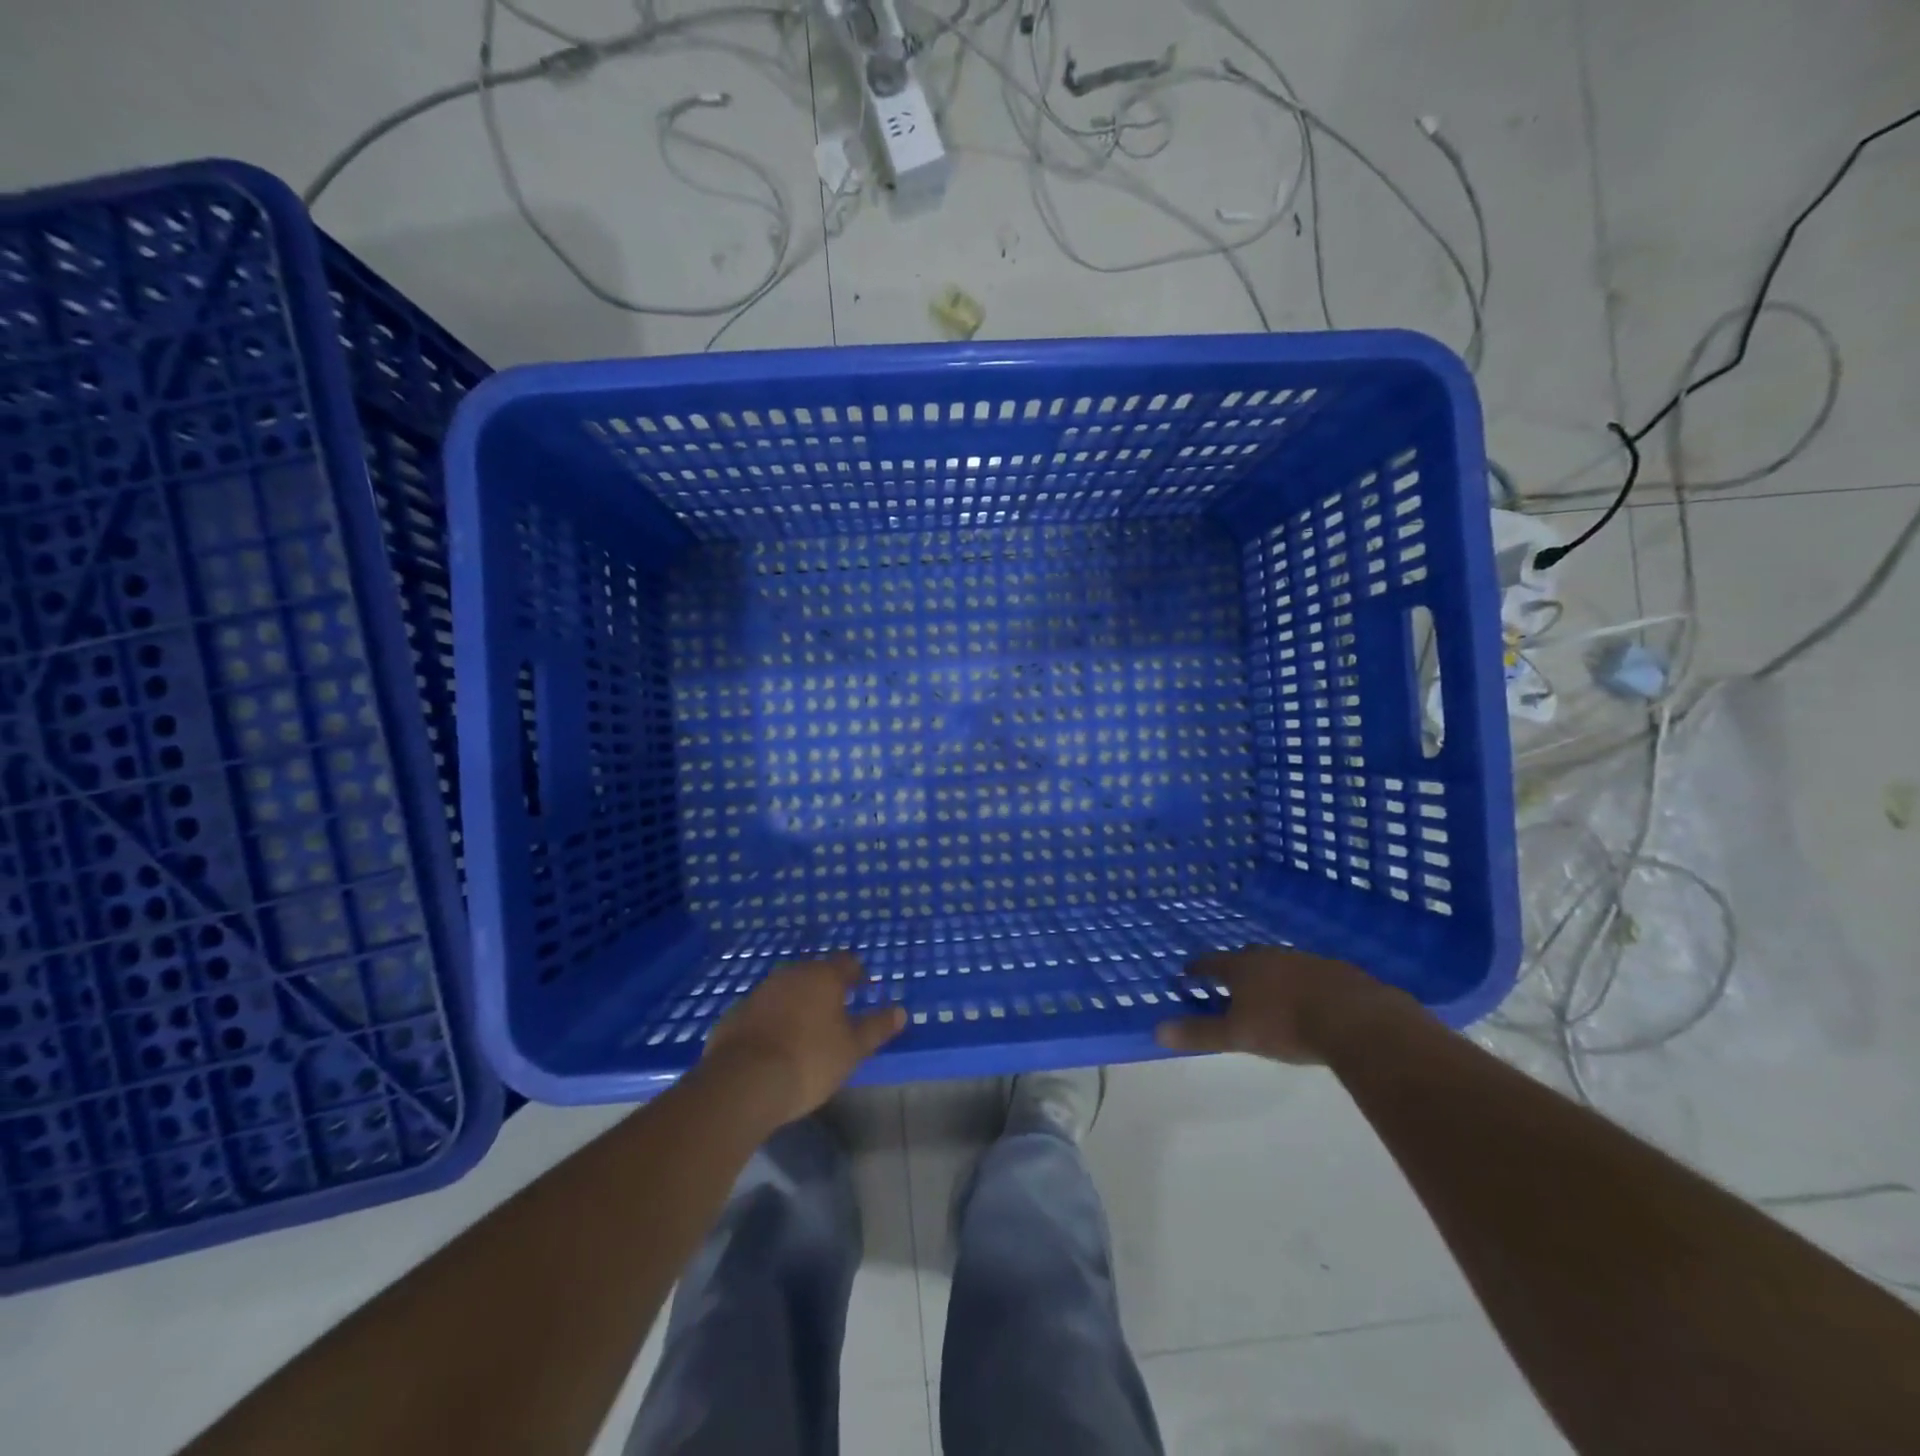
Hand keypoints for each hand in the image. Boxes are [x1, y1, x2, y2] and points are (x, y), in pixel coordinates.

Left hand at [700, 953, 905, 1126]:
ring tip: (807, 1028)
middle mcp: (791, 974)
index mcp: (823, 976)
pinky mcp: (736, 1014)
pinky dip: (773, 1020)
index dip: (857, 973)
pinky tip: (775, 1044)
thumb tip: (901, 1011)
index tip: (863, 988)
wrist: (743, 1081)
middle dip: (826, 988)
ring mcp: (760, 992)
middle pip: (814, 972)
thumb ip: (876, 1027)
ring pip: (787, 989)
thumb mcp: (852, 1049)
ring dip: (798, 1002)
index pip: (847, 962)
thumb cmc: (809, 1060)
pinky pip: (763, 1010)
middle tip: (837, 1011)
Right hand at [1154, 946, 1406, 1064]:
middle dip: (1236, 968)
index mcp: (1243, 967)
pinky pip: (1312, 974)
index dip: (1197, 969)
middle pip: (1246, 956)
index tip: (1187, 973)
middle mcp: (1271, 956)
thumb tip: (1157, 1030)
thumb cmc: (1287, 1026)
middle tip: (1230, 983)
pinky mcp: (1338, 971)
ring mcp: (1306, 960)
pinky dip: (1304, 984)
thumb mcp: (1238, 1035)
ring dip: (1272, 975)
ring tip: (1271, 993)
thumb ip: (1200, 1033)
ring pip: (1281, 963)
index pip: (1211, 963)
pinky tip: (1312, 1001)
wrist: (1356, 1020)